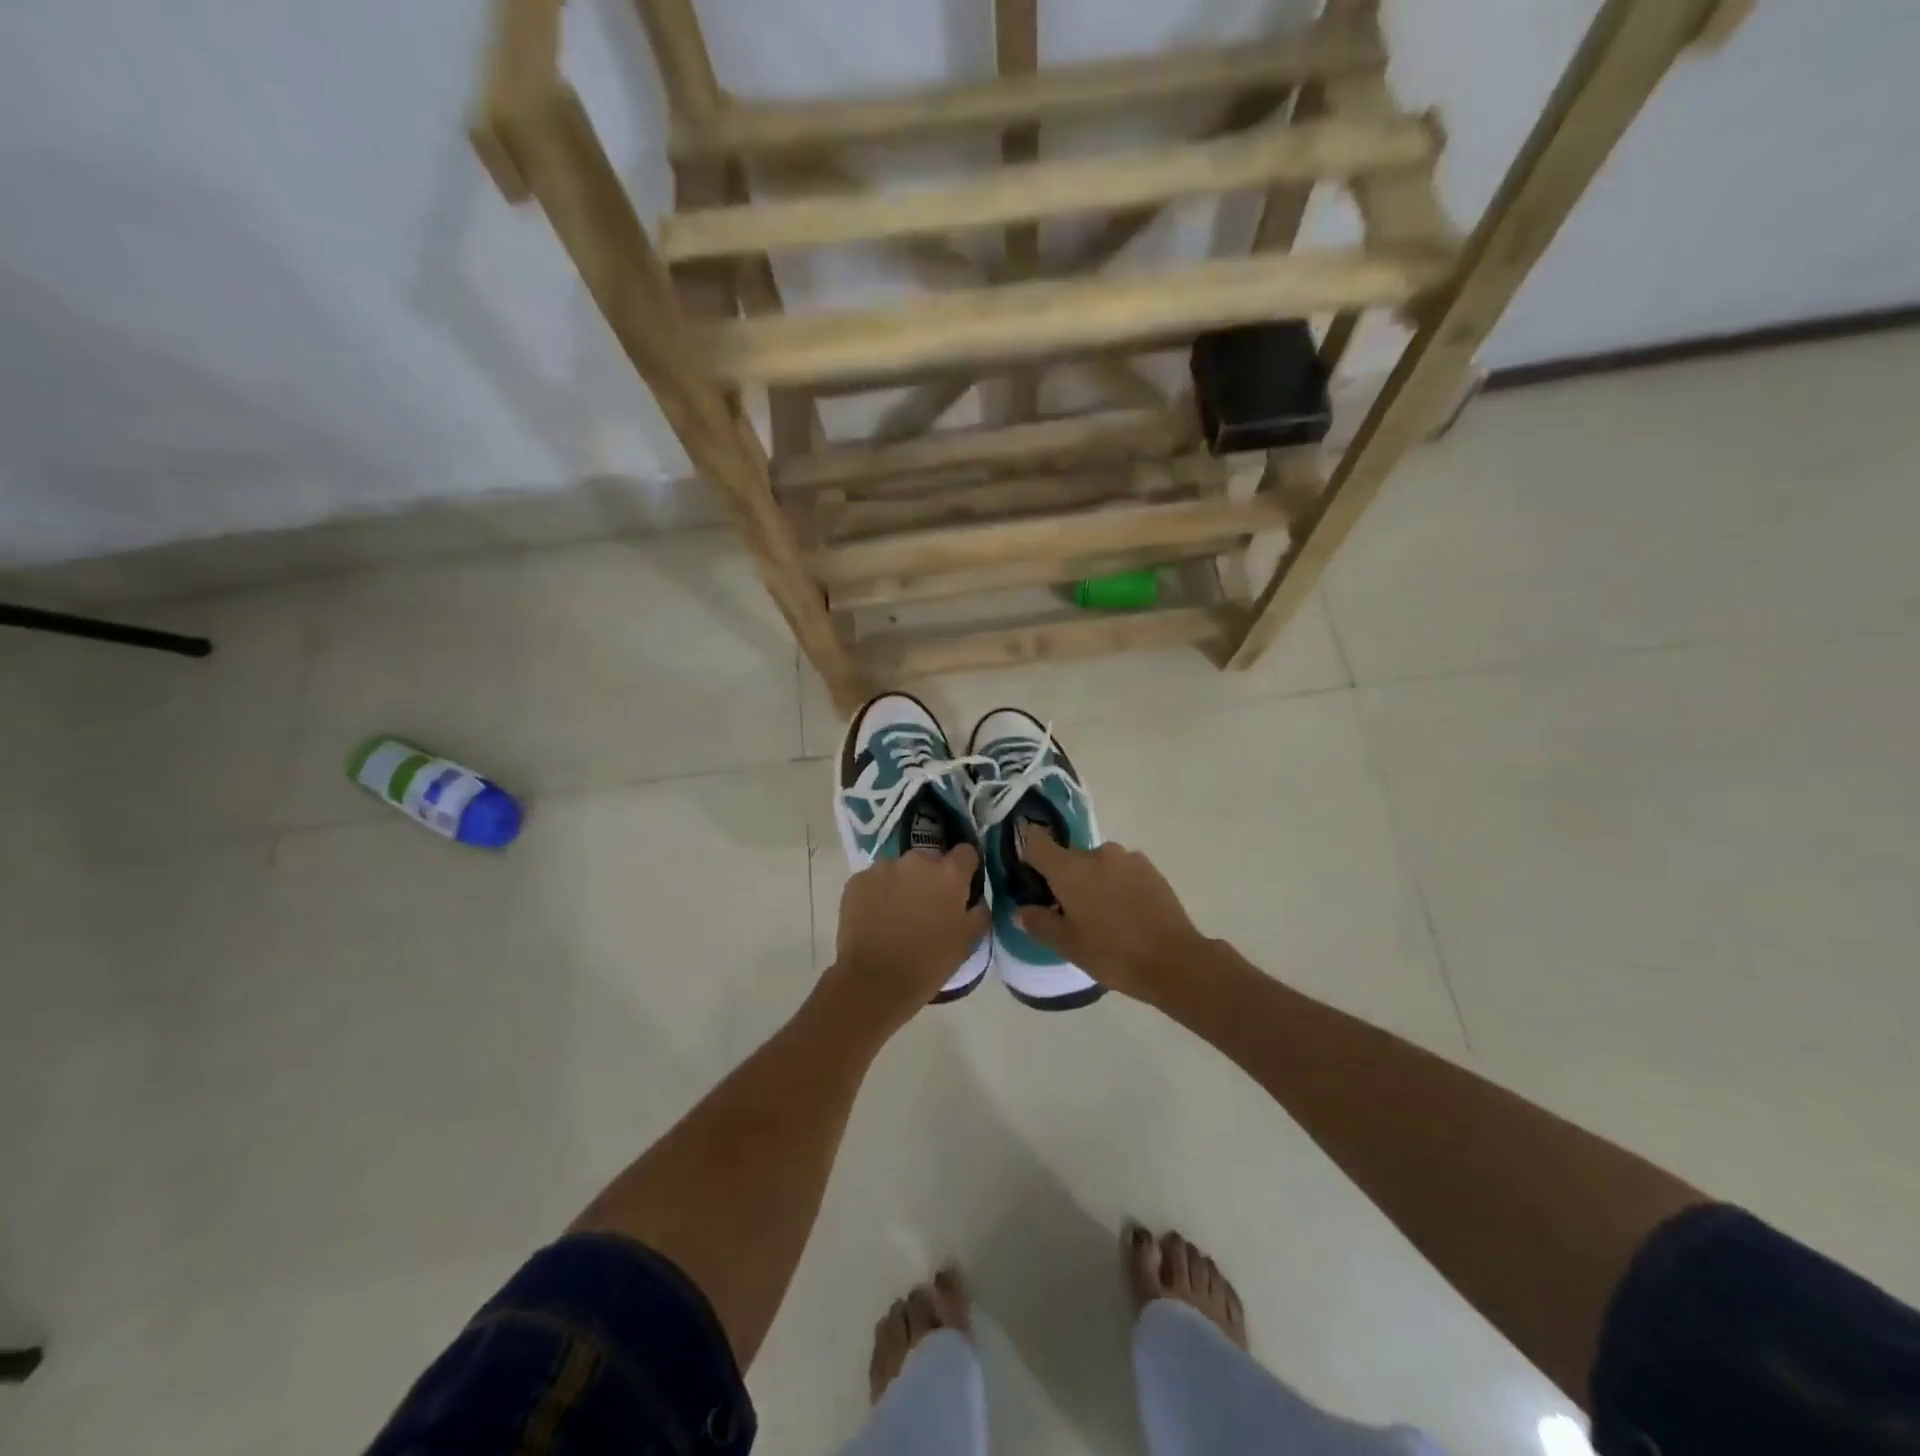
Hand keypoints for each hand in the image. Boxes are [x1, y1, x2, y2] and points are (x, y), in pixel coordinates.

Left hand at [828, 846, 990, 1032]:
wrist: (874, 981)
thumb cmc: (928, 963)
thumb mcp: (967, 941)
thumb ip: (978, 912)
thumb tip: (977, 901)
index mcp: (949, 873)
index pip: (966, 852)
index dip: (966, 868)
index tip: (962, 886)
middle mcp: (916, 861)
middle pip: (931, 859)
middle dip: (932, 877)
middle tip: (928, 906)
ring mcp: (883, 868)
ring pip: (900, 869)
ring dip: (903, 883)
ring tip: (898, 914)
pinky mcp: (857, 880)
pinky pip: (874, 880)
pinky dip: (878, 893)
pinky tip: (875, 919)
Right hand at [1016, 834, 1207, 1003]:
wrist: (1175, 961)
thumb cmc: (1113, 954)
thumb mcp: (1068, 946)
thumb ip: (1040, 923)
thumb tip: (1022, 910)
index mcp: (1070, 869)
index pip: (1036, 842)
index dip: (1027, 853)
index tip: (1029, 874)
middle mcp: (1097, 854)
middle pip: (1068, 857)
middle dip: (1064, 879)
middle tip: (1069, 911)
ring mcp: (1127, 858)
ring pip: (1097, 864)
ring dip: (1093, 882)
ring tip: (1103, 915)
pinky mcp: (1150, 867)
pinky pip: (1121, 870)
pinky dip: (1116, 884)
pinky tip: (1126, 913)